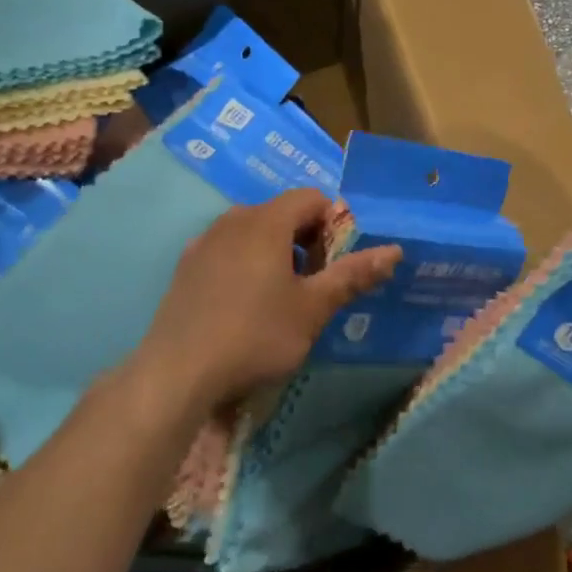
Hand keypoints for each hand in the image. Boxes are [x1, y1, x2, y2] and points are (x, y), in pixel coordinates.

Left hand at [135, 189, 400, 406]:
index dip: (333, 224)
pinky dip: (246, 265)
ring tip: (281, 298)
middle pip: (282, 213)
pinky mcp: (186, 267)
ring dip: (276, 253)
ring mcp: (204, 243)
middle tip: (314, 285)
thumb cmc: (255, 335)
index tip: (336, 264)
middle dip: (306, 240)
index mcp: (266, 221)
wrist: (176, 373)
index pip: (312, 198)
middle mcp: (233, 220)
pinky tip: (244, 306)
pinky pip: (228, 251)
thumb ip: (353, 275)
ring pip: (253, 232)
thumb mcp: (313, 309)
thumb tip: (395, 250)